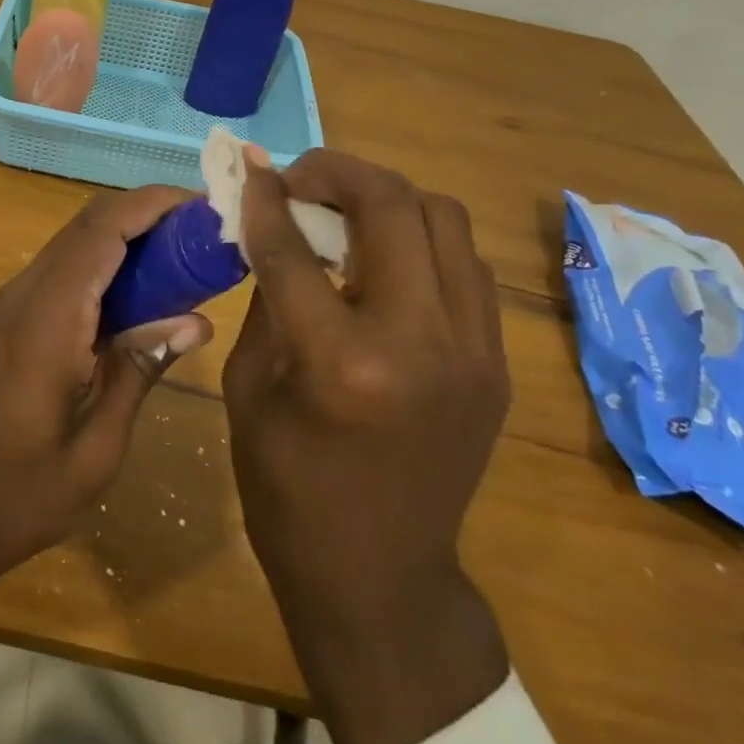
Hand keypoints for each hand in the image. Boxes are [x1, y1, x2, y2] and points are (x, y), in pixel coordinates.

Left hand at [0, 185, 214, 664]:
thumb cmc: (19, 496)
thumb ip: (140, 370)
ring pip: (74, 241)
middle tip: (202, 232)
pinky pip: (62, 268)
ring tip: (182, 256)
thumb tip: (196, 321)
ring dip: (125, 235)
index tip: (203, 206)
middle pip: (88, 223)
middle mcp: (24, 293)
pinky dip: (103, 262)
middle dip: (146, 214)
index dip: (151, 205)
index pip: (102, 231)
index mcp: (47, 320)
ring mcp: (10, 302)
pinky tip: (138, 292)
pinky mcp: (8, 316)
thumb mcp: (96, 448)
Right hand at [225, 148, 510, 743]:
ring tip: (342, 212)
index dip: (266, 196)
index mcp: (343, 362)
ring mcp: (474, 349)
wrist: (380, 577)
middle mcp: (422, 342)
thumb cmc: (288, 487)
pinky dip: (417, 237)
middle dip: (337, 172)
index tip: (250, 166)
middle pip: (393, 204)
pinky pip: (462, 261)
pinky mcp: (495, 360)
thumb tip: (271, 221)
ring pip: (443, 218)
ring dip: (385, 198)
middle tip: (300, 179)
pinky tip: (381, 257)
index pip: (296, 246)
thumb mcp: (249, 385)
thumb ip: (266, 294)